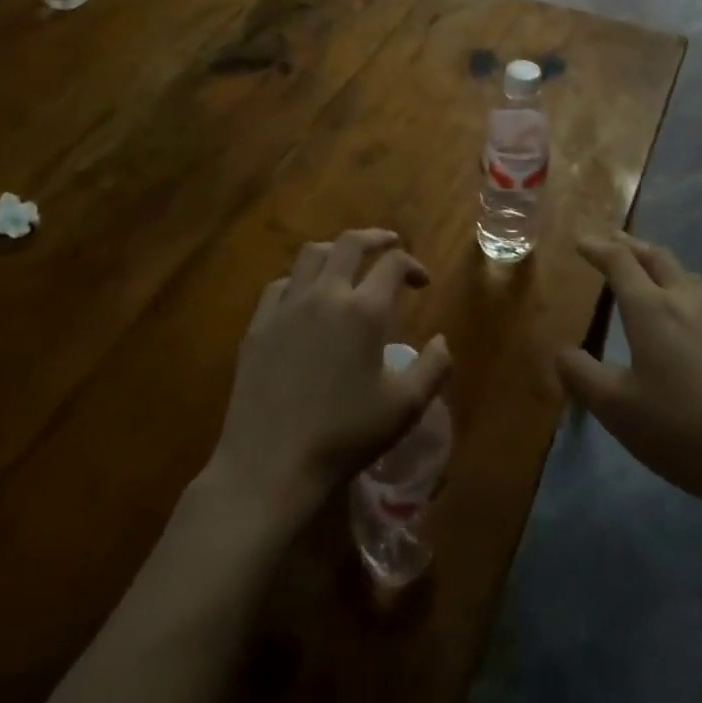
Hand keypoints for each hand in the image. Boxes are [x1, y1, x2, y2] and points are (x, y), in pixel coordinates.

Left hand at [206, 229, 451, 528]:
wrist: (271, 464)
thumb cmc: (345, 436)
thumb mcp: (404, 408)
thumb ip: (433, 368)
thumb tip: (442, 340)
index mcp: (364, 310)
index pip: (393, 264)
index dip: (412, 265)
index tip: (422, 282)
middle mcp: (325, 294)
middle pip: (350, 243)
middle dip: (376, 238)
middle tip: (390, 244)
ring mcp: (286, 306)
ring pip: (311, 254)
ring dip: (336, 250)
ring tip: (348, 261)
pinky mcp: (258, 325)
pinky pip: (281, 285)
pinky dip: (300, 279)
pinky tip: (305, 297)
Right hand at [556, 235, 701, 532]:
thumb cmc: (686, 431)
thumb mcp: (618, 411)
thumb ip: (582, 376)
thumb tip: (561, 351)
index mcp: (652, 309)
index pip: (620, 261)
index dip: (597, 247)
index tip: (579, 240)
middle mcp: (686, 303)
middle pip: (657, 257)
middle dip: (630, 245)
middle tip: (610, 242)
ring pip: (685, 277)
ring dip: (659, 266)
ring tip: (645, 274)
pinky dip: (682, 294)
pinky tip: (683, 323)